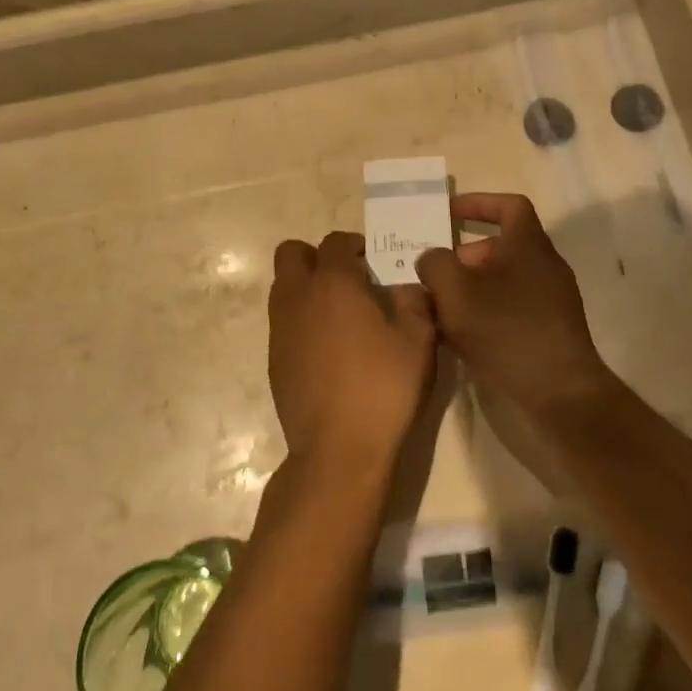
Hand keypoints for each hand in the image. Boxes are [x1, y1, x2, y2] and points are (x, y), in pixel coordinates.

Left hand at [268, 231, 437, 478]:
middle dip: (316, 257)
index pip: (334, 242)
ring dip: (306, 287)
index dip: (354, 245)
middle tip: (348, 279)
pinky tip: (328, 349)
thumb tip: (406, 285)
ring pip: (283, 287)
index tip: (373, 261)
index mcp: (333, 284)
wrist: (338, 449)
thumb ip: (414, 302)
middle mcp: (298, 297)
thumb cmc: (383, 387)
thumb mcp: (418, 341)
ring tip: (339, 314)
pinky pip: (282, 322)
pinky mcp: (273, 359)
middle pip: (291, 254)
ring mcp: (279, 329)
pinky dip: (300, 320)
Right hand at [416, 194, 612, 427]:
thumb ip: (435, 264)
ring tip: (435, 309)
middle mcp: (544, 267)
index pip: (509, 206)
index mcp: (528, 245)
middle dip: (460, 259)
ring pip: (499, 283)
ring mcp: (549, 302)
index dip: (478, 204)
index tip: (447, 213)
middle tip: (429, 276)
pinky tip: (456, 338)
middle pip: (498, 249)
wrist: (559, 393)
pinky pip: (508, 310)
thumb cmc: (506, 329)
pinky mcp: (547, 332)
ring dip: (466, 290)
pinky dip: (481, 315)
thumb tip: (431, 259)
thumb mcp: (455, 291)